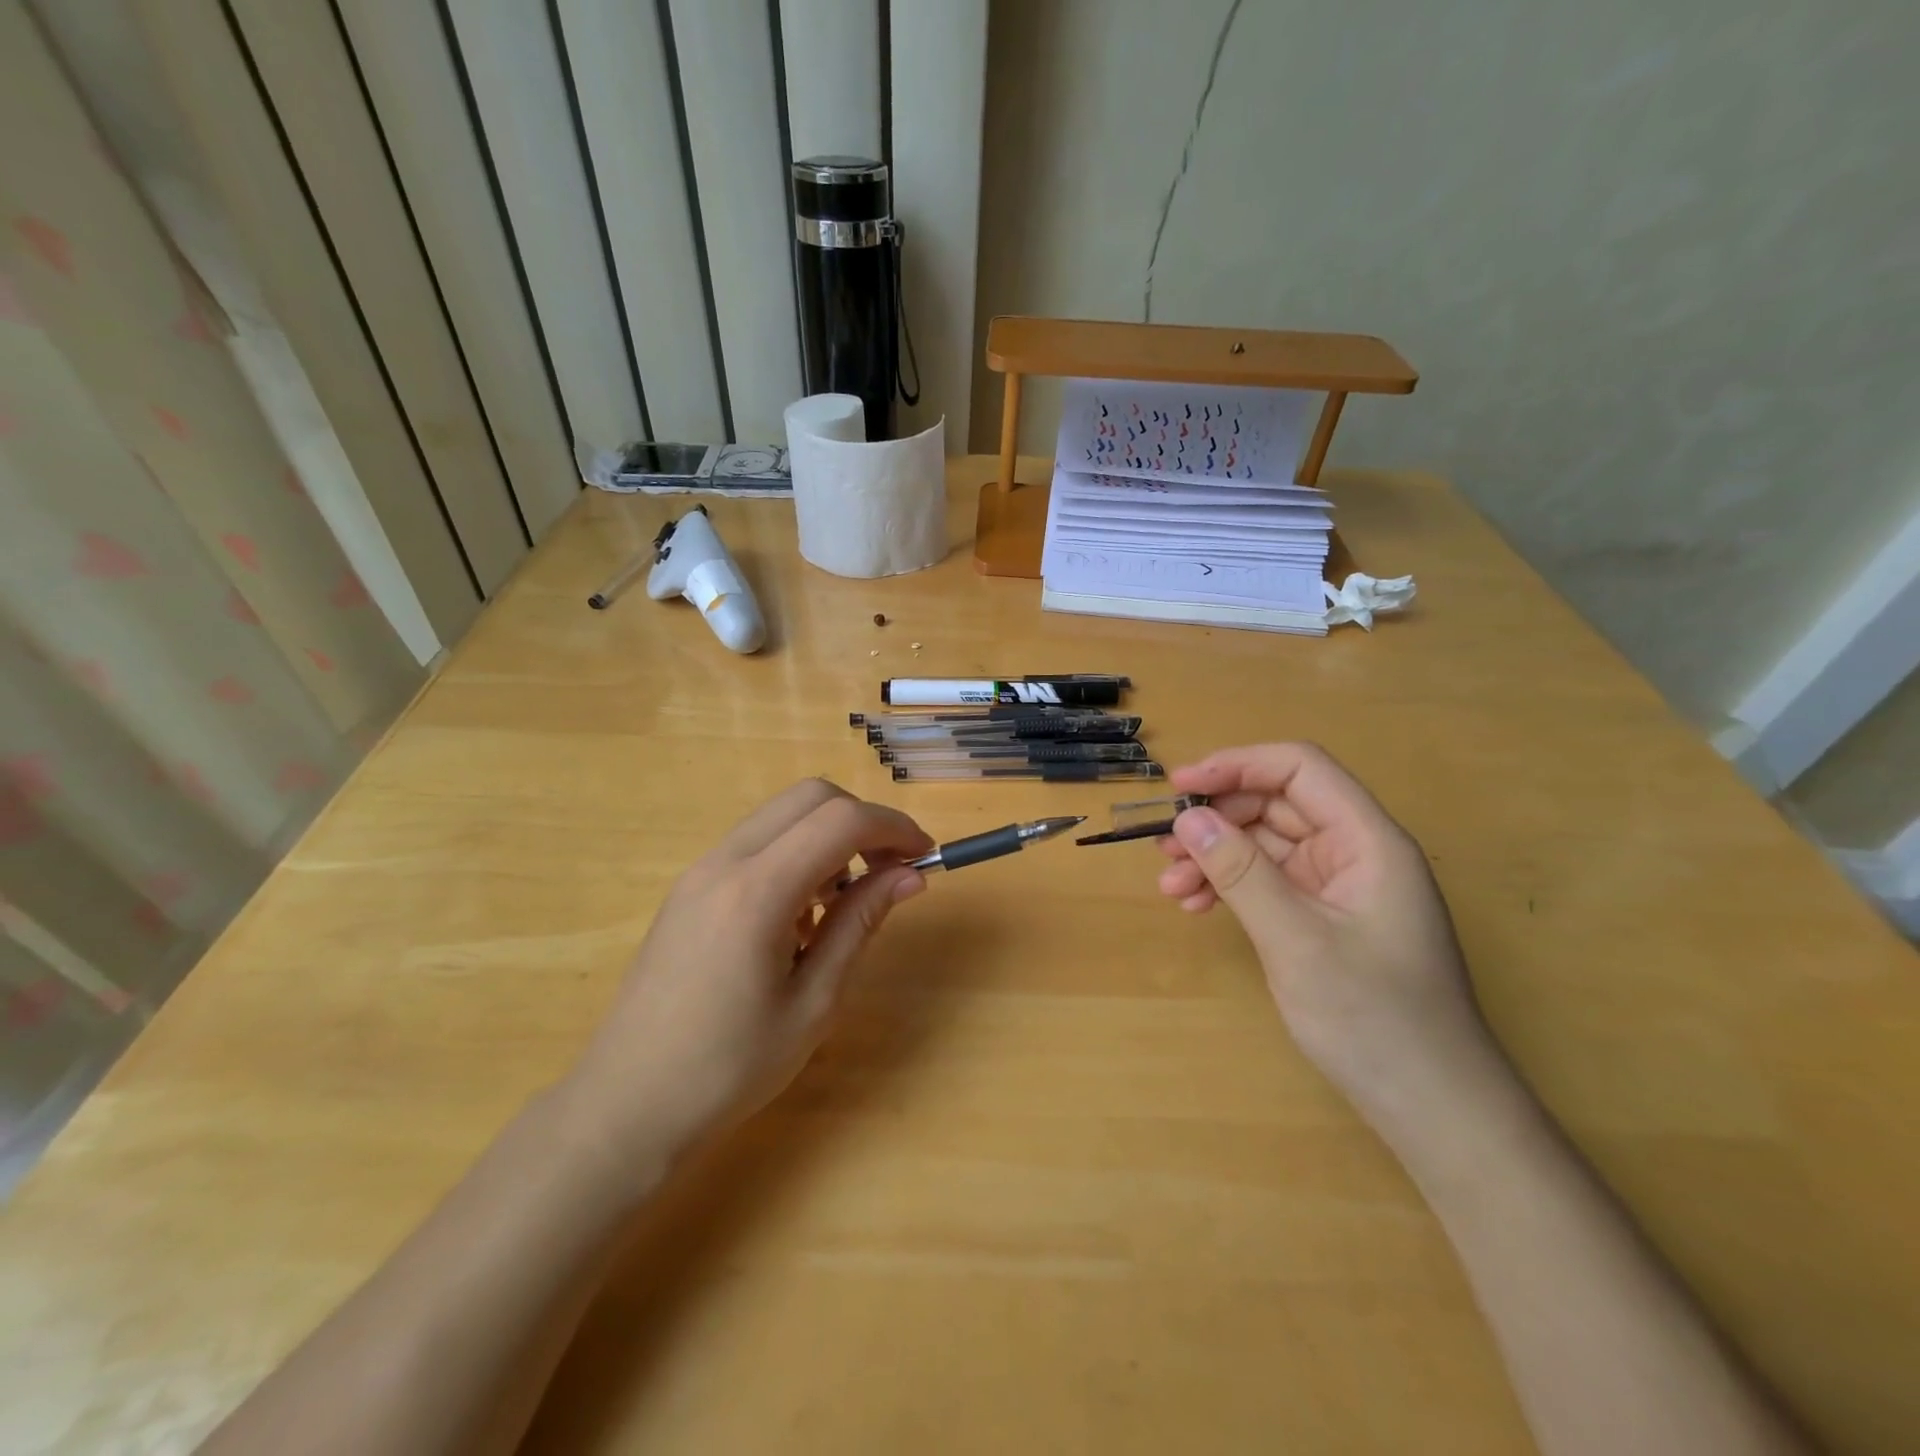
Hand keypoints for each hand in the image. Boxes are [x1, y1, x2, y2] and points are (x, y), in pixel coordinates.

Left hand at [563, 779, 932, 1170]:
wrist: (626, 1105)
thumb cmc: (729, 1068)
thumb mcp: (814, 1003)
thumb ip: (860, 924)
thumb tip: (910, 876)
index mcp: (756, 892)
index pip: (840, 821)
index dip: (893, 828)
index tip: (924, 858)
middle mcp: (724, 863)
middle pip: (810, 797)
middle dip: (862, 821)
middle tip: (890, 872)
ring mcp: (700, 870)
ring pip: (781, 816)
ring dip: (827, 837)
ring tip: (843, 903)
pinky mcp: (689, 887)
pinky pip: (756, 843)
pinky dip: (795, 854)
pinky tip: (800, 916)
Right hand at [1156, 743, 1504, 1135]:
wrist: (1433, 1109)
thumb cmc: (1375, 1019)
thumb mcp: (1297, 941)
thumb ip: (1241, 873)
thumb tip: (1188, 819)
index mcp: (1368, 840)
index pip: (1299, 770)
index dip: (1237, 766)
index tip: (1179, 787)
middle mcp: (1354, 852)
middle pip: (1276, 805)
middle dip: (1217, 821)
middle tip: (1165, 848)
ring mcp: (1339, 887)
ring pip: (1265, 845)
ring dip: (1215, 856)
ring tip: (1171, 886)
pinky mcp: (1324, 918)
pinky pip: (1268, 882)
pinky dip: (1230, 887)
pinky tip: (1197, 906)